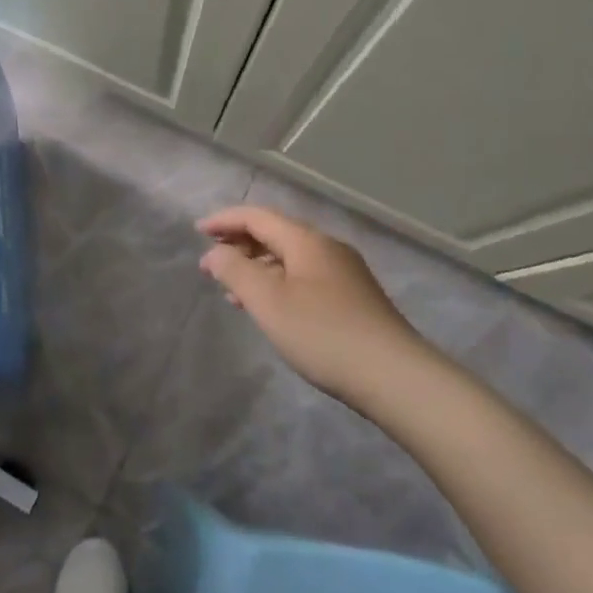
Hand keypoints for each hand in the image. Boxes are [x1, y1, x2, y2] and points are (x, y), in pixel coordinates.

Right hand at [197, 206, 430, 404]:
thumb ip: (235, 271)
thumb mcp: (268, 301)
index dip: (225, 221)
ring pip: (290, 258)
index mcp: (307, 241)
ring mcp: (345, 273)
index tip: (197, 232)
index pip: (257, 216)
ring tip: (232, 291)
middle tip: (210, 265)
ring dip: (257, 267)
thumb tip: (215, 253)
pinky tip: (271, 309)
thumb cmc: (323, 334)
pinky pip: (304, 278)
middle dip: (240, 245)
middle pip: (276, 234)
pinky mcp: (354, 299)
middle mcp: (328, 248)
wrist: (395, 376)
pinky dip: (278, 283)